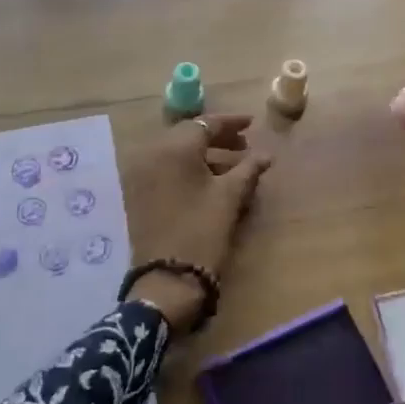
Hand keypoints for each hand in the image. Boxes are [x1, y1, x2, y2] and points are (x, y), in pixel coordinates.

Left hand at [121, 115, 272, 334]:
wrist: (166, 280)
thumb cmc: (202, 230)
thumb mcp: (230, 196)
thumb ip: (249, 168)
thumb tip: (266, 154)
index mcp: (174, 147)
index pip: (205, 123)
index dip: (231, 123)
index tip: (252, 124)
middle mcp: (152, 153)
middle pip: (188, 135)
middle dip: (217, 137)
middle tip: (244, 145)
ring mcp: (141, 173)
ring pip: (176, 152)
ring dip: (203, 154)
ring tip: (232, 165)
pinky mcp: (138, 193)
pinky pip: (165, 168)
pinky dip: (187, 168)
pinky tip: (209, 180)